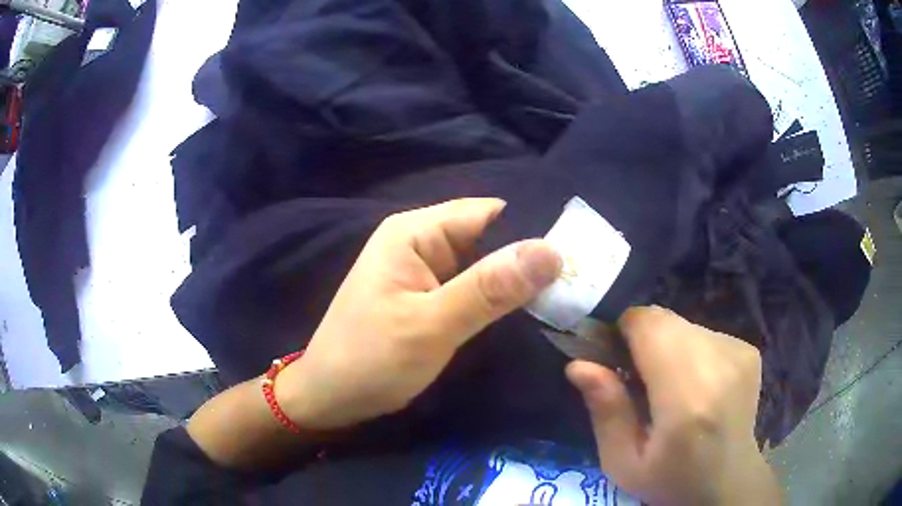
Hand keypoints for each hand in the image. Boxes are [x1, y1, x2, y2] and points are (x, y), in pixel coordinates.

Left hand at [277, 198, 560, 429]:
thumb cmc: (370, 360)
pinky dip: (500, 298)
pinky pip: (474, 288)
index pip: (489, 212)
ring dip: (518, 280)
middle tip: (582, 280)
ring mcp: (426, 271)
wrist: (332, 397)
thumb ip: (489, 288)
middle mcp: (421, 241)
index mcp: (414, 232)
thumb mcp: (431, 325)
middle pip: (490, 236)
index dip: (533, 228)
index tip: (580, 252)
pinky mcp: (430, 297)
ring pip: (486, 264)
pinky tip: (533, 310)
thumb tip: (552, 250)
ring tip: (569, 294)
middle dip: (530, 257)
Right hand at [567, 306, 781, 504]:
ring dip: (667, 347)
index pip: (650, 324)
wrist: (729, 481)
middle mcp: (720, 364)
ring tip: (669, 387)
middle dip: (644, 340)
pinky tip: (696, 385)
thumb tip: (578, 364)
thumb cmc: (671, 480)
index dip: (624, 332)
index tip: (614, 360)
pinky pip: (704, 334)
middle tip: (639, 380)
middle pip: (666, 320)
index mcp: (687, 400)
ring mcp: (739, 353)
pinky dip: (690, 351)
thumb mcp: (622, 463)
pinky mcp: (748, 349)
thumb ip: (605, 412)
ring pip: (684, 325)